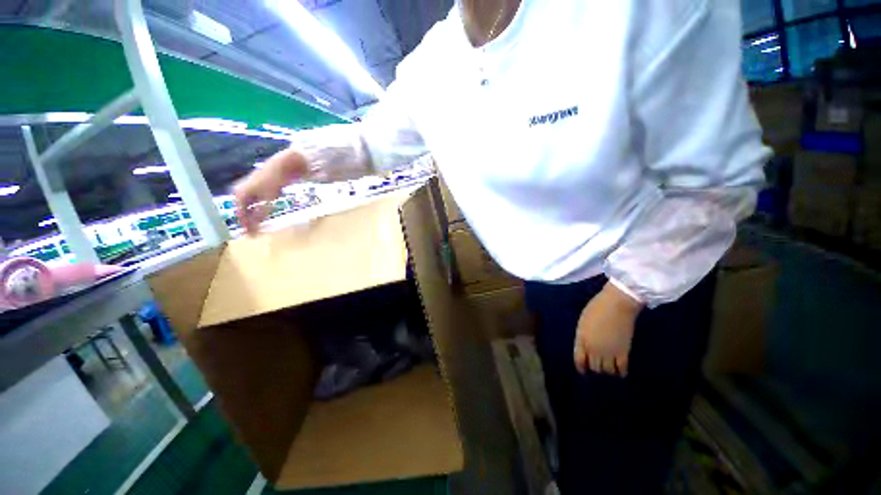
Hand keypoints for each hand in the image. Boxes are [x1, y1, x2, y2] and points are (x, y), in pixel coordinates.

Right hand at [234, 148, 308, 233]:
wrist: (283, 166)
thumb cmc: (273, 181)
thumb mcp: (268, 199)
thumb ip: (261, 212)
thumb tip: (255, 226)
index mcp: (240, 194)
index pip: (240, 214)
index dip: (246, 226)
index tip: (251, 236)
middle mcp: (241, 191)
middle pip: (244, 211)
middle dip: (248, 222)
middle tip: (254, 234)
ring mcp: (250, 189)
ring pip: (250, 207)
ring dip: (254, 217)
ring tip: (259, 227)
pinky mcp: (259, 188)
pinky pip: (257, 203)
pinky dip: (260, 210)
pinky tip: (265, 215)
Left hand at [574, 282, 643, 376]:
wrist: (616, 304)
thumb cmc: (596, 308)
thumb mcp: (583, 322)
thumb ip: (583, 336)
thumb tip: (584, 346)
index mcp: (582, 340)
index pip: (579, 360)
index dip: (581, 367)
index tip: (584, 370)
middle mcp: (594, 349)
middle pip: (594, 367)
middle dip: (595, 368)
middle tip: (598, 366)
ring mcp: (609, 352)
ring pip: (607, 371)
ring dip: (608, 370)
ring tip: (609, 367)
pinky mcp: (624, 352)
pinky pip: (622, 369)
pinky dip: (621, 372)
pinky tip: (621, 371)